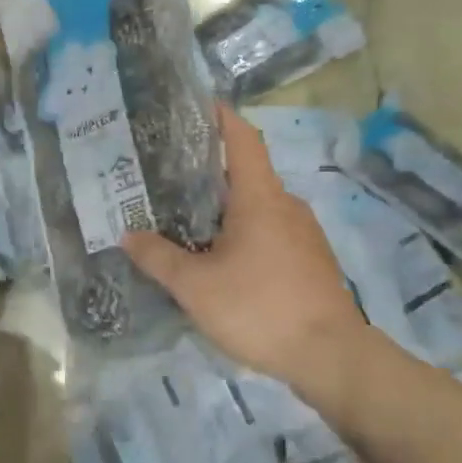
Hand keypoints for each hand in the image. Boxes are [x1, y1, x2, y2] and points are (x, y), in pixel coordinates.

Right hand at [123, 106, 367, 410]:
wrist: (333, 358)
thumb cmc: (260, 308)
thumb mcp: (195, 286)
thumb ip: (158, 257)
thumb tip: (128, 235)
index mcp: (259, 198)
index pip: (243, 139)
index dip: (221, 116)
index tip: (197, 103)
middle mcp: (286, 205)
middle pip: (246, 172)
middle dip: (209, 169)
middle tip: (168, 174)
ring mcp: (304, 233)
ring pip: (258, 205)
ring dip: (226, 205)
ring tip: (187, 217)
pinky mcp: (311, 260)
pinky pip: (271, 230)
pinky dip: (243, 230)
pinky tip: (221, 256)